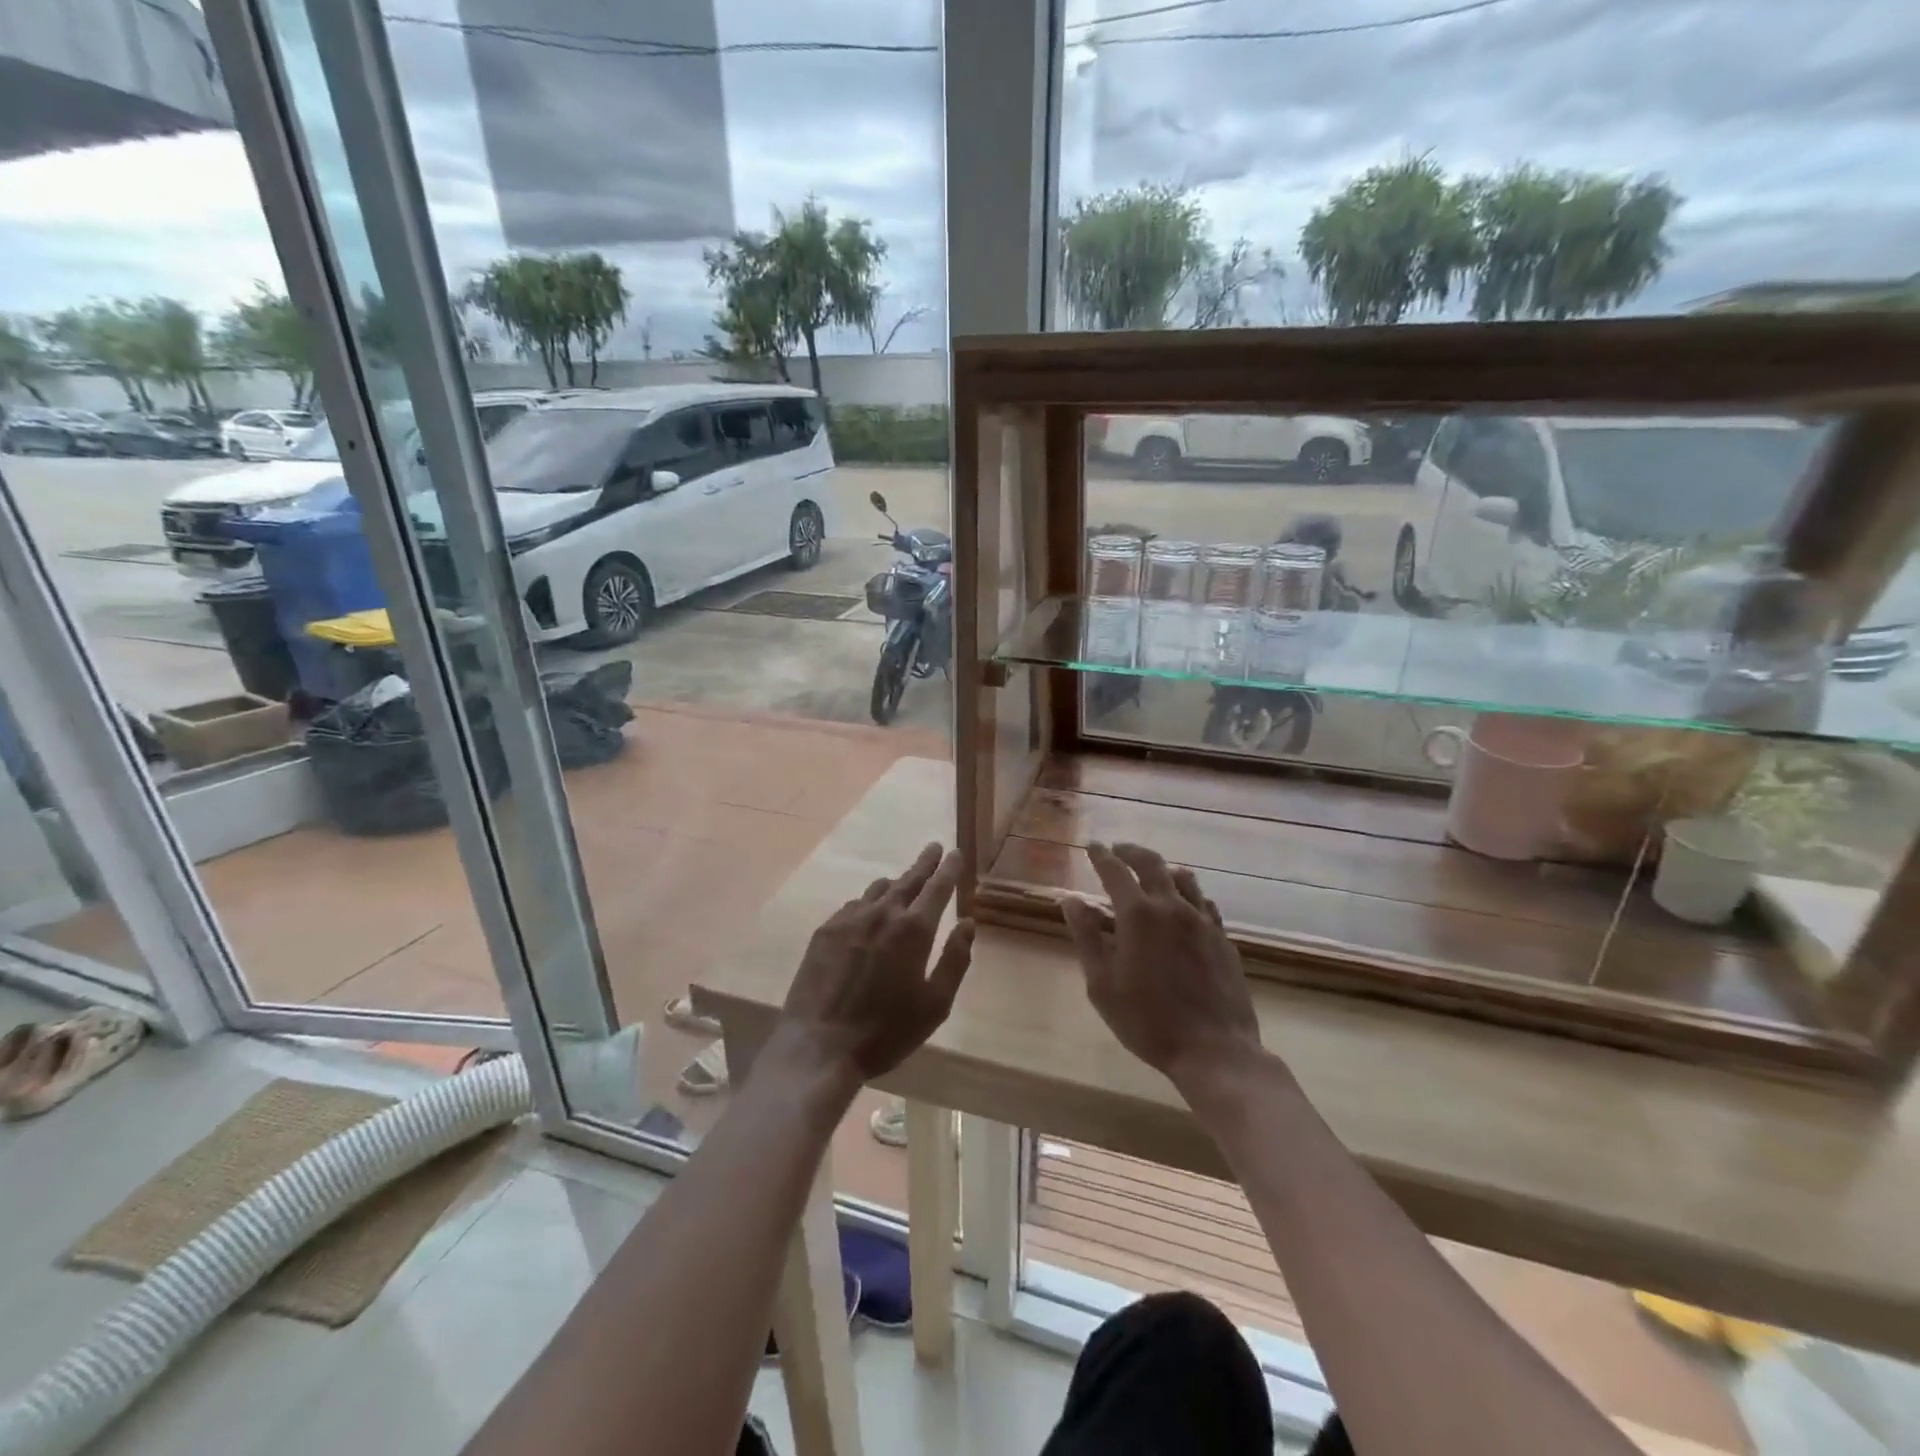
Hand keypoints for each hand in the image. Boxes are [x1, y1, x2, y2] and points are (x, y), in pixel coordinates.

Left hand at [776, 843, 973, 1086]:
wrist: (819, 1045)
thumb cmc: (886, 1031)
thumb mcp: (935, 1004)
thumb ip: (955, 960)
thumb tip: (968, 924)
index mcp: (914, 929)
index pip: (937, 887)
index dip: (949, 868)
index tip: (954, 852)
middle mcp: (883, 914)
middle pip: (908, 879)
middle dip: (925, 863)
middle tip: (934, 848)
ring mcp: (850, 919)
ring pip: (878, 889)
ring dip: (896, 883)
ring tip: (904, 882)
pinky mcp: (825, 931)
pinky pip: (853, 906)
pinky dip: (868, 903)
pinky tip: (868, 914)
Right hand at [1060, 842, 1260, 1087]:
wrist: (1214, 1049)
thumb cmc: (1147, 1021)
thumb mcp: (1102, 984)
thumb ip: (1086, 937)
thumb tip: (1071, 900)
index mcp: (1138, 915)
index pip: (1115, 871)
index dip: (1101, 856)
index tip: (1092, 846)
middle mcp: (1172, 907)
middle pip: (1152, 864)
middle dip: (1132, 852)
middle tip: (1118, 849)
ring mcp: (1203, 921)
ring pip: (1184, 878)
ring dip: (1163, 868)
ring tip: (1152, 872)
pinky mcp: (1223, 938)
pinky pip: (1204, 902)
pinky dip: (1188, 893)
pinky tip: (1185, 905)